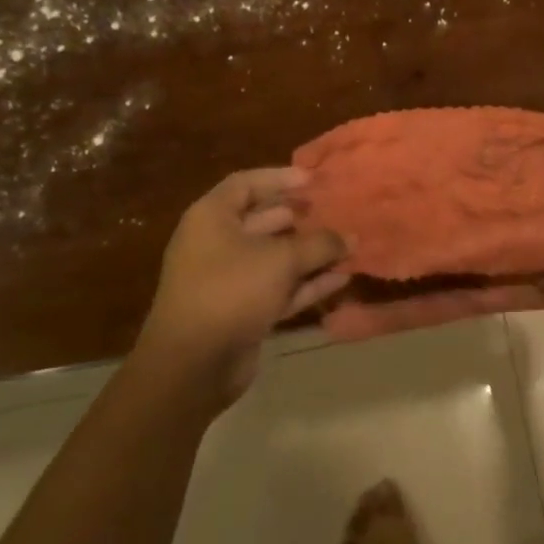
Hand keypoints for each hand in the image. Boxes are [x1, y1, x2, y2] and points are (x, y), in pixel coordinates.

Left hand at [136, 168, 348, 412]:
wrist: (192, 366)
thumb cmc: (231, 291)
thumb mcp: (281, 260)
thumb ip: (320, 243)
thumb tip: (351, 237)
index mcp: (212, 218)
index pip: (246, 184)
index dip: (280, 178)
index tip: (315, 180)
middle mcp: (217, 244)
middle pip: (264, 220)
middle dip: (301, 216)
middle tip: (338, 211)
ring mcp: (229, 280)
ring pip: (275, 257)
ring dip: (310, 253)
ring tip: (349, 245)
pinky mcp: (242, 311)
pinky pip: (279, 288)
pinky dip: (307, 283)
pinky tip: (341, 278)